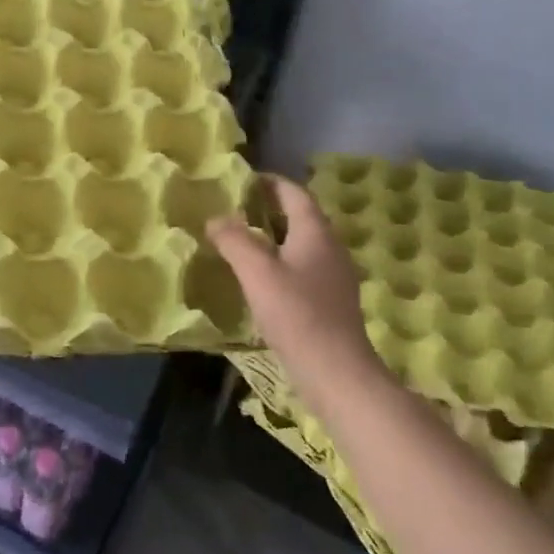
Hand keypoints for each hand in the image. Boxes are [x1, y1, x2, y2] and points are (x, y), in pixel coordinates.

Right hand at [207, 175, 390, 415]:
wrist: (338, 374)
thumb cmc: (297, 315)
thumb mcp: (257, 272)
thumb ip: (234, 240)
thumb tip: (216, 218)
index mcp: (316, 232)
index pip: (294, 193)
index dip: (270, 182)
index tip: (243, 180)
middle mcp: (331, 247)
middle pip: (301, 216)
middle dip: (270, 208)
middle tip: (236, 209)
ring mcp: (335, 276)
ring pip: (303, 243)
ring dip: (275, 235)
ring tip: (243, 240)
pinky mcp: (332, 301)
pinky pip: (305, 266)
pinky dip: (282, 260)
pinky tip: (263, 277)